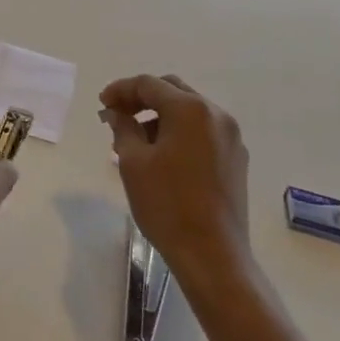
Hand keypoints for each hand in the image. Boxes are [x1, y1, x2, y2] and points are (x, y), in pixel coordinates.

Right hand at [100, 74, 250, 284]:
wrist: (213, 256)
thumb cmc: (167, 205)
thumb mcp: (133, 163)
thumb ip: (123, 128)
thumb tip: (117, 113)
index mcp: (190, 109)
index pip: (149, 84)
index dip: (121, 90)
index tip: (103, 104)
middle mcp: (215, 114)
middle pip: (172, 91)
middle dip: (142, 99)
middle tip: (118, 114)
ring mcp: (231, 137)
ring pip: (189, 111)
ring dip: (161, 116)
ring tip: (136, 139)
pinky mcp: (236, 159)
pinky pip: (203, 131)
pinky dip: (180, 132)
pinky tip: (163, 155)